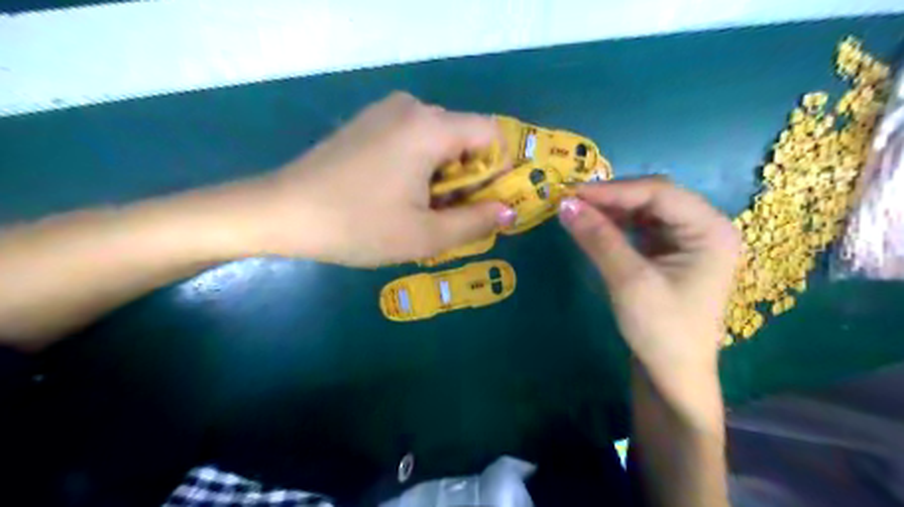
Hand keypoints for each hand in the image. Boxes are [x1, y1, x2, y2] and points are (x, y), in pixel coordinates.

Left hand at [249, 91, 510, 263]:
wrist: (282, 212)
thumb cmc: (358, 225)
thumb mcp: (425, 235)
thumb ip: (476, 222)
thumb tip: (509, 211)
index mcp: (431, 127)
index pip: (492, 134)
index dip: (499, 170)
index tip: (483, 204)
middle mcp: (412, 107)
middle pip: (464, 137)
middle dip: (467, 178)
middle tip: (447, 217)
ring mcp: (385, 112)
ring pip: (438, 141)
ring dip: (442, 176)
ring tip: (419, 210)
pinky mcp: (367, 123)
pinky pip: (412, 139)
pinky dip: (419, 166)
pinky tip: (395, 194)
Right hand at [558, 178, 740, 378]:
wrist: (673, 377)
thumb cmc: (662, 331)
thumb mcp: (629, 281)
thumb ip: (599, 238)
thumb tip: (564, 204)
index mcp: (710, 230)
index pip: (659, 193)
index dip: (613, 190)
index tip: (571, 193)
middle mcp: (704, 228)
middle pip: (654, 197)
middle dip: (612, 198)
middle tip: (571, 201)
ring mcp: (687, 240)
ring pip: (645, 211)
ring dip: (611, 210)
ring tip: (578, 211)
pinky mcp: (670, 254)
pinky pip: (640, 228)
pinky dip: (616, 225)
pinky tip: (595, 226)